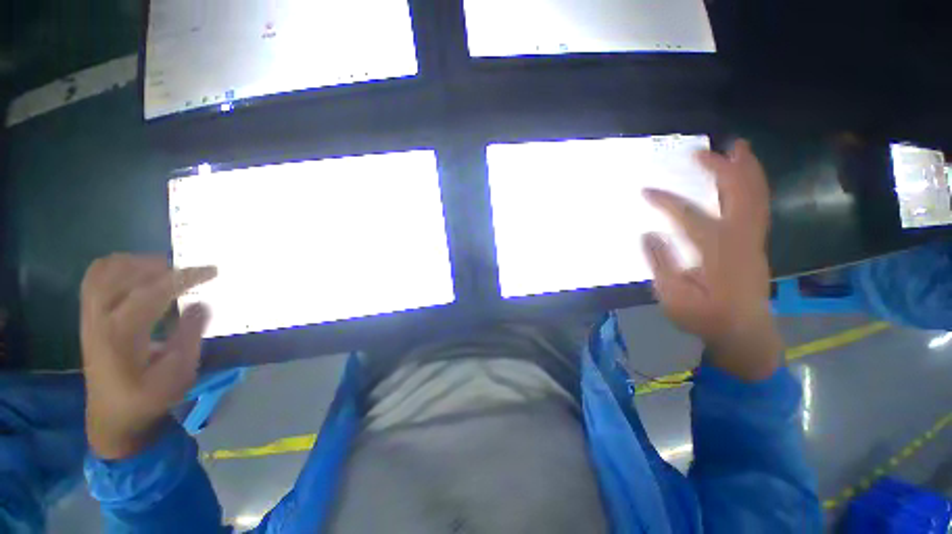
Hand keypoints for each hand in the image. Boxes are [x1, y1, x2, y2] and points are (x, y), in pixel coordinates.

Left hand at [80, 254, 216, 458]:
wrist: (112, 415)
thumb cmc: (149, 397)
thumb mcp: (178, 373)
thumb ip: (190, 335)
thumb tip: (201, 303)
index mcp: (122, 334)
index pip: (153, 291)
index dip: (185, 277)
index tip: (213, 271)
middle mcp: (100, 317)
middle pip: (124, 272)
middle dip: (160, 266)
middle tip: (187, 273)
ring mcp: (90, 314)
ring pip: (107, 269)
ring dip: (138, 263)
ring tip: (164, 272)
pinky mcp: (88, 315)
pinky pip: (97, 276)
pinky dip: (119, 267)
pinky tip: (139, 276)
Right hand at [642, 140, 781, 381]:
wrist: (744, 333)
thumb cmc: (705, 317)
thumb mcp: (673, 297)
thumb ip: (662, 264)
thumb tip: (649, 234)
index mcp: (718, 253)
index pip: (691, 217)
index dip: (667, 202)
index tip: (646, 190)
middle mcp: (741, 240)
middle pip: (739, 195)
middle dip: (722, 169)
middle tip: (703, 151)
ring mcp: (753, 240)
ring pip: (755, 197)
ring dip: (746, 170)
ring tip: (737, 148)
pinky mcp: (755, 243)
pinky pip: (757, 206)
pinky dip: (752, 185)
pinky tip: (743, 177)